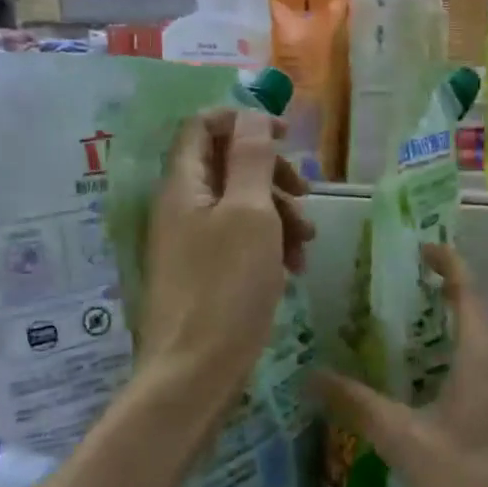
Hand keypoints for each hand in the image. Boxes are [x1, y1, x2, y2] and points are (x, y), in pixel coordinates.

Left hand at [139, 108, 312, 403]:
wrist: (195, 374)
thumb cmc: (226, 288)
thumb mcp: (250, 213)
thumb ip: (252, 157)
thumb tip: (251, 112)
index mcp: (183, 184)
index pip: (203, 125)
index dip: (244, 120)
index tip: (285, 137)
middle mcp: (181, 206)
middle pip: (228, 164)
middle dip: (272, 174)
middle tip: (305, 195)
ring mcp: (191, 242)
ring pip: (240, 204)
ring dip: (278, 213)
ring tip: (306, 244)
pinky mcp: (205, 272)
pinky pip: (239, 240)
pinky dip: (268, 244)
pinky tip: (292, 268)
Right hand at [318, 246, 487, 486]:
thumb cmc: (482, 478)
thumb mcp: (409, 444)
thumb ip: (360, 407)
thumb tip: (312, 375)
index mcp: (484, 349)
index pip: (466, 286)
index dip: (446, 262)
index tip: (419, 248)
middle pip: (480, 306)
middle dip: (447, 290)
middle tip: (404, 291)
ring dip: (459, 322)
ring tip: (416, 332)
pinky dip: (469, 351)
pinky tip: (441, 384)